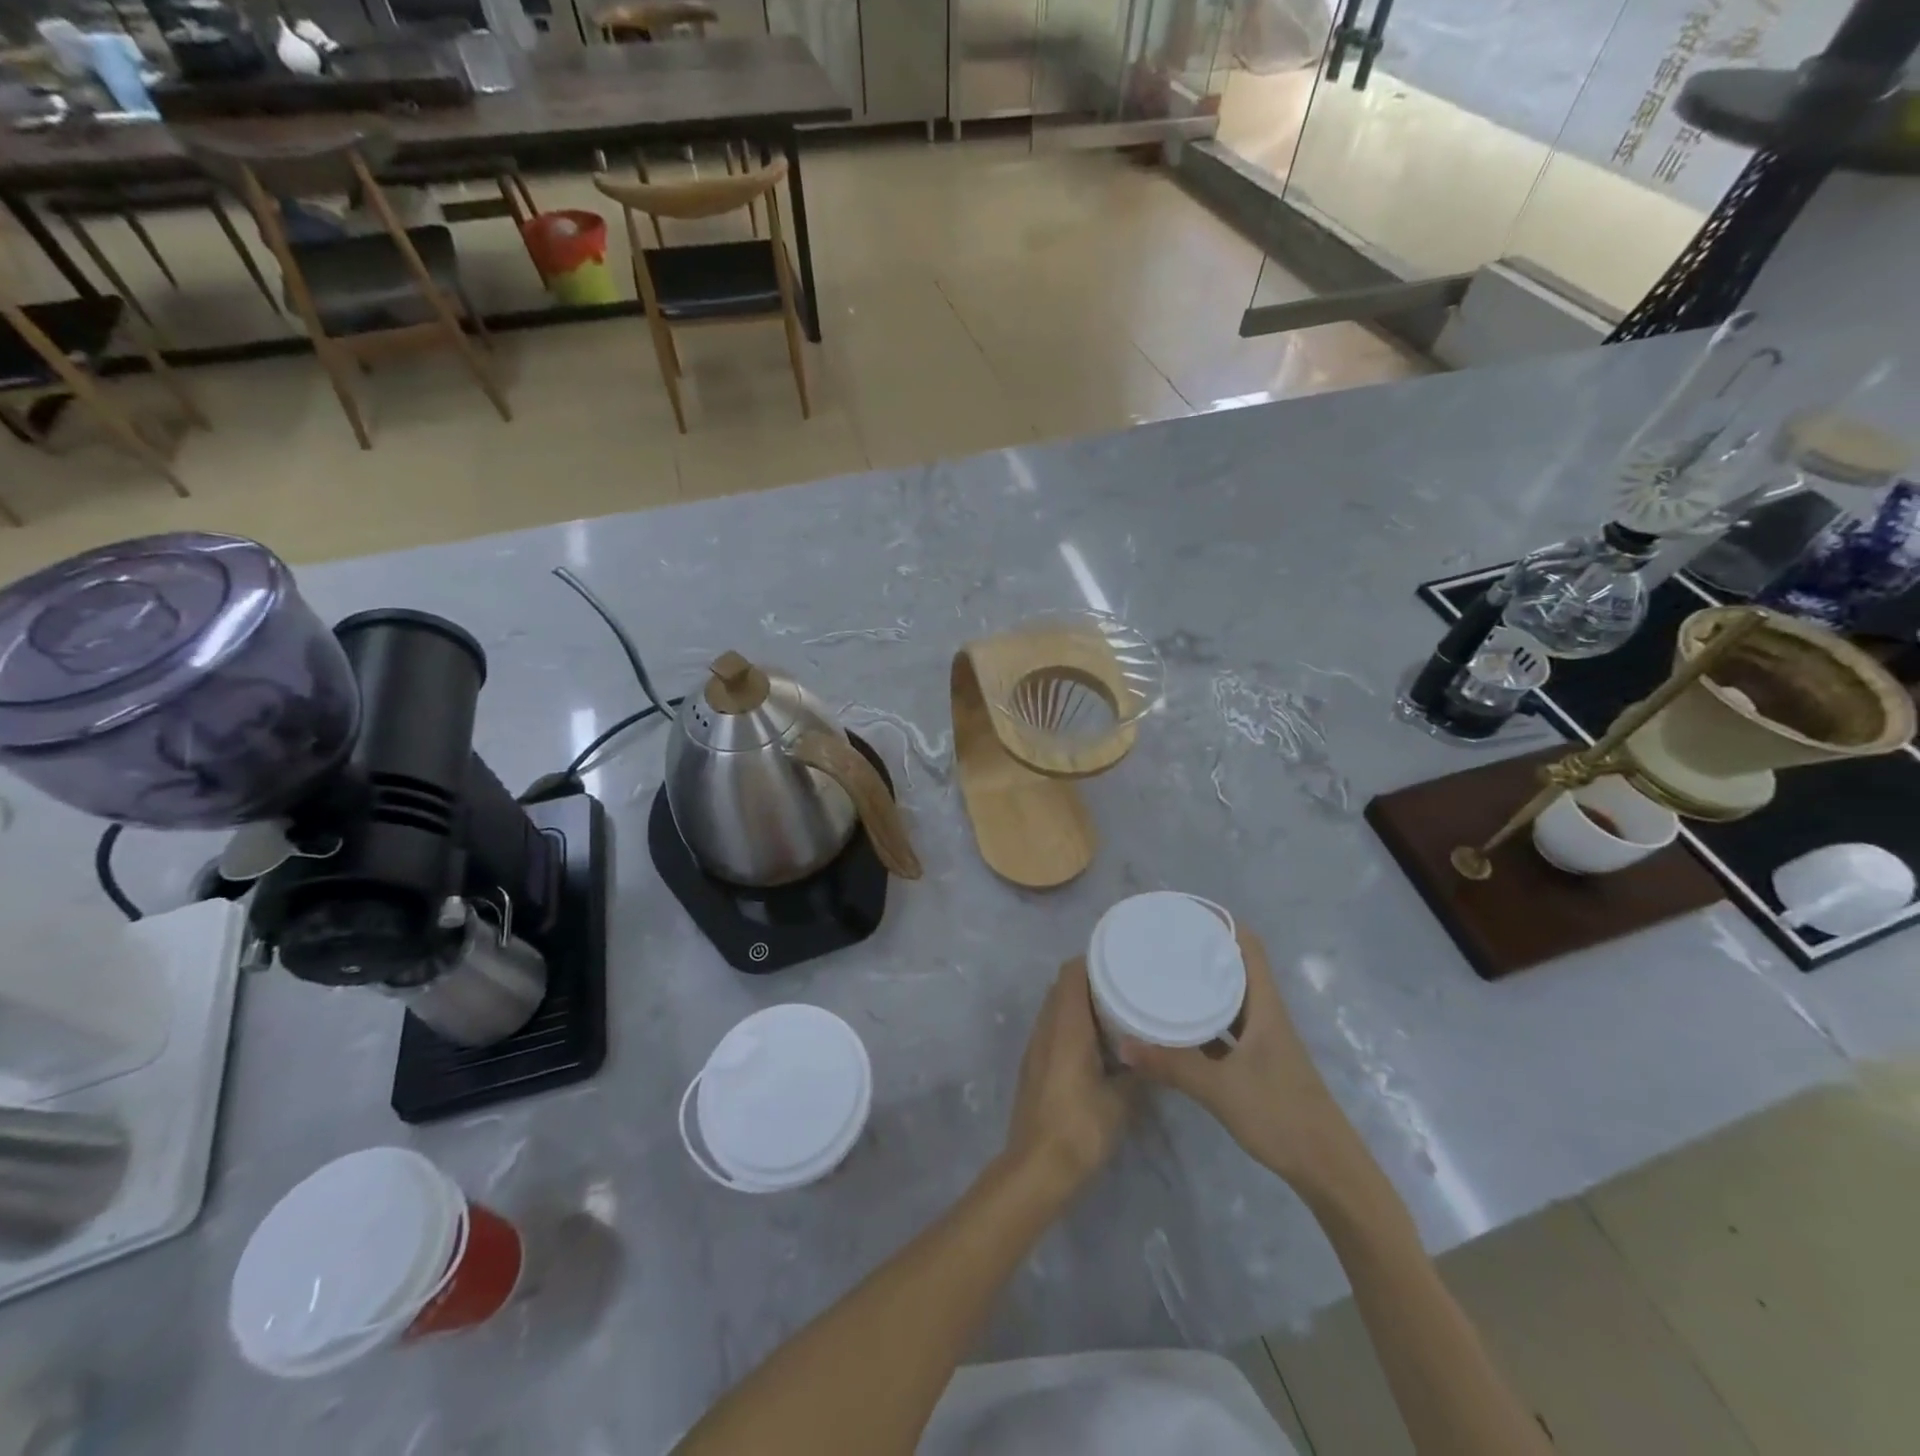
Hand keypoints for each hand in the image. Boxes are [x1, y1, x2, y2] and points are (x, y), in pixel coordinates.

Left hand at [1004, 958, 1135, 1195]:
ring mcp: (1036, 1047)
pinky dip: (1073, 1025)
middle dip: (1091, 981)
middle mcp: (1046, 1028)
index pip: (1071, 973)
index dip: (1093, 960)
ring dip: (1081, 1004)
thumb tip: (1150, 1052)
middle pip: (1063, 987)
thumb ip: (1137, 1070)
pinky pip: (1053, 1030)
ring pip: (1057, 1009)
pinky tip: (1098, 1044)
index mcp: (1066, 1026)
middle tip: (1126, 984)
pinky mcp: (1034, 1066)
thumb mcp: (1121, 1100)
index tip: (1121, 959)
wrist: (1037, 1168)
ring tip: (1117, 1011)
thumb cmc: (1081, 1127)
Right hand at [1119, 928, 1366, 1195]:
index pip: (1249, 946)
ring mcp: (1263, 1040)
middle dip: (1202, 950)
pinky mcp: (1258, 1063)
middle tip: (1162, 942)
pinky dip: (1204, 1018)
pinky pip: (1227, 1027)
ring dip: (1203, 984)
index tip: (1184, 913)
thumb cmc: (1280, 1115)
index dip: (1221, 922)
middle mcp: (1265, 1014)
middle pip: (1236, 967)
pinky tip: (1178, 1023)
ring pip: (1231, 998)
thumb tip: (1123, 1044)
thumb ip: (1171, 1065)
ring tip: (1164, 974)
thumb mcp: (1220, 1089)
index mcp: (1265, 1006)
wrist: (1327, 1169)